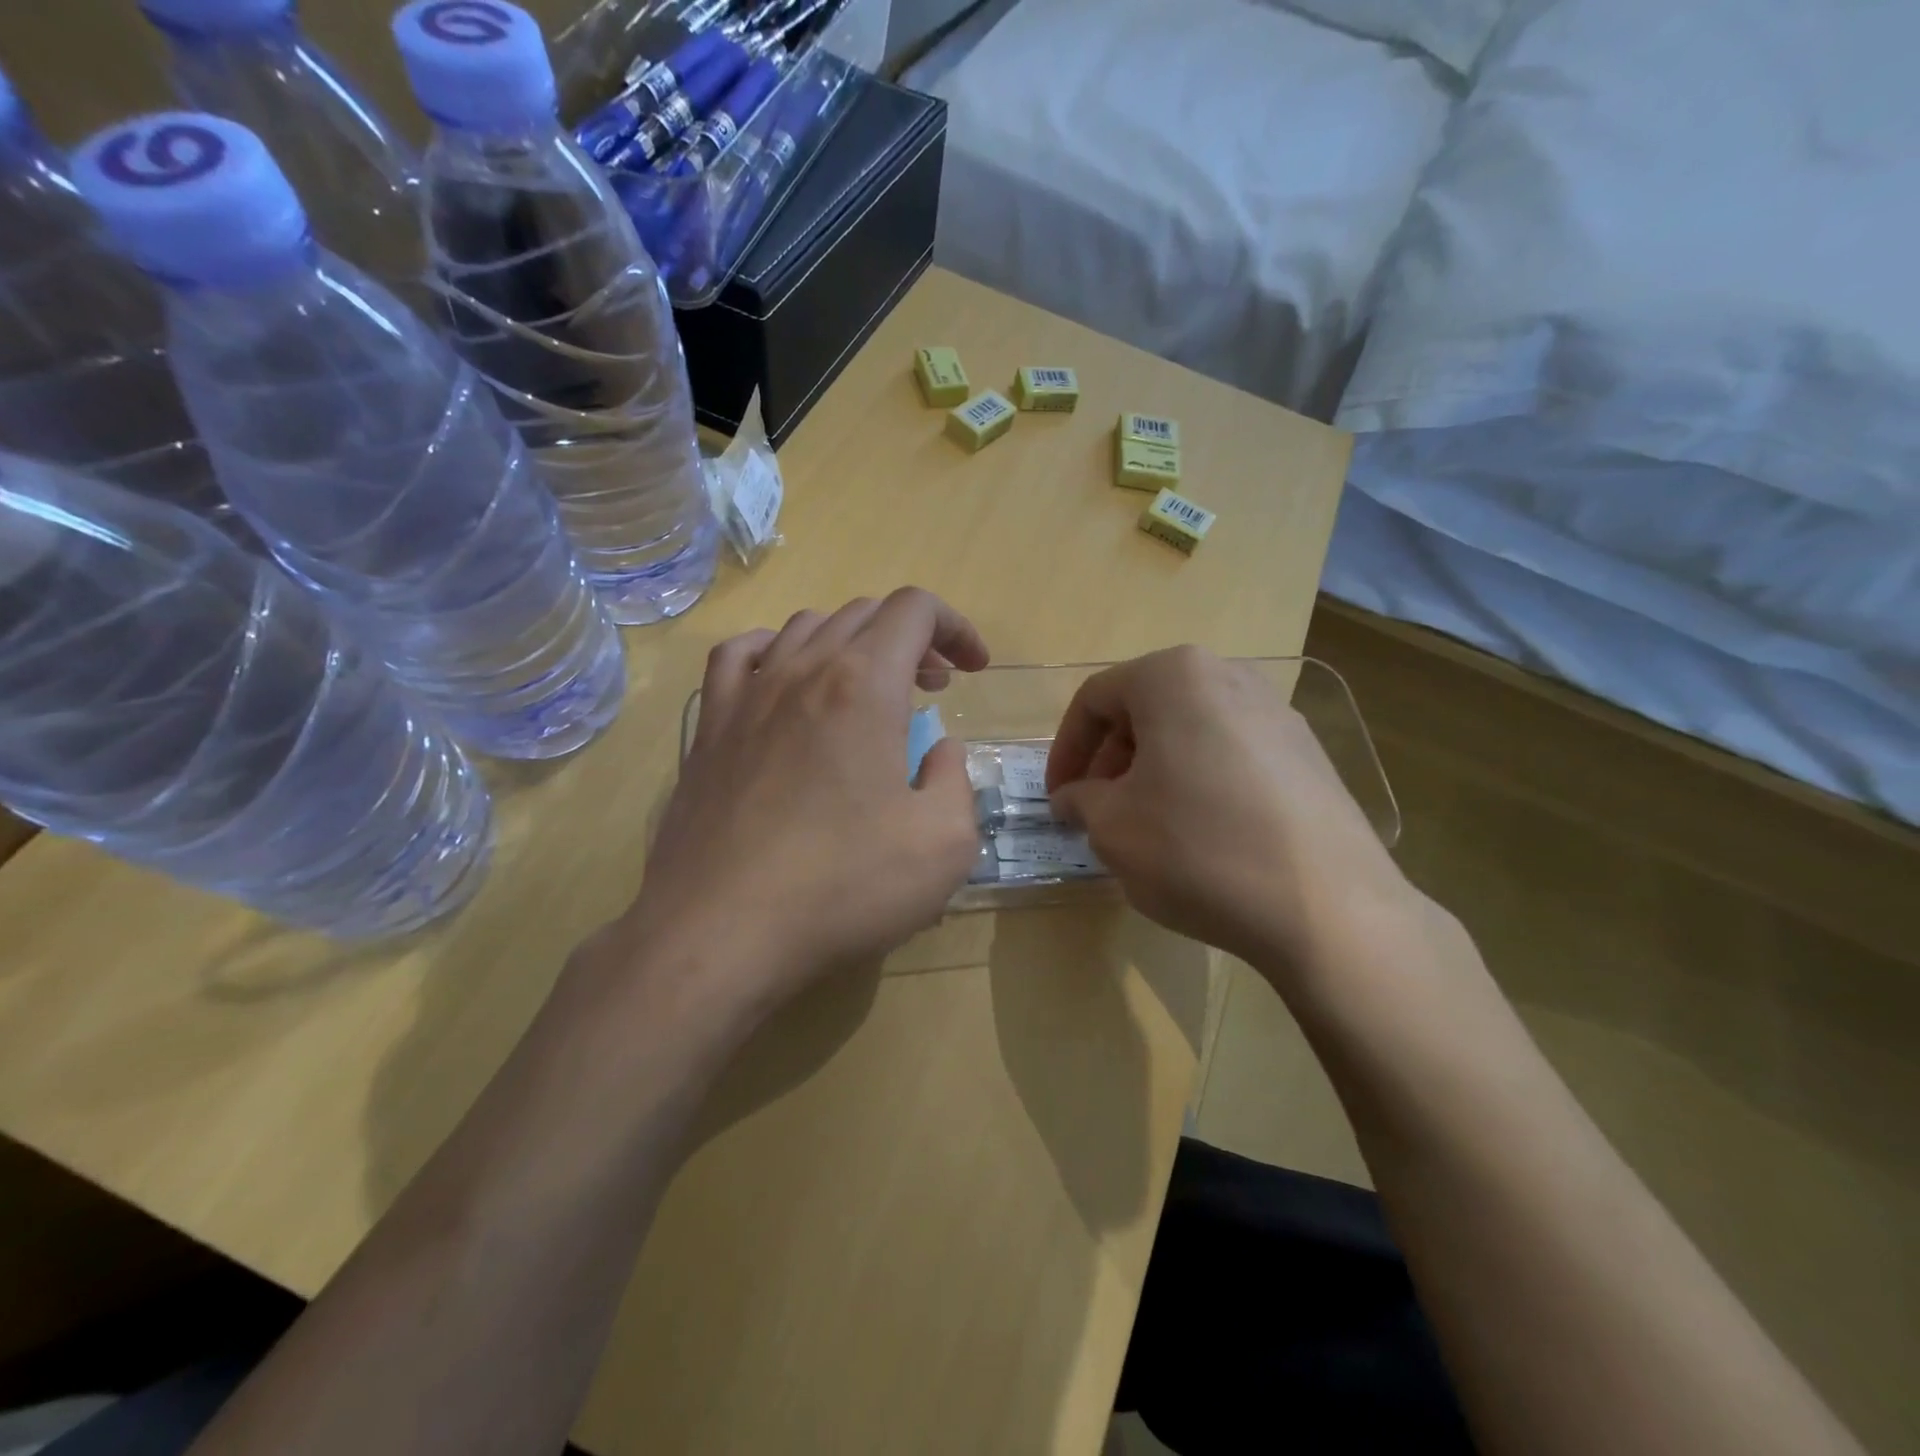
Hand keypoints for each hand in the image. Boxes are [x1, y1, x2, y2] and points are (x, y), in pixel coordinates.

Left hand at [622, 588, 988, 1026]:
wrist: (720, 931)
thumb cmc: (842, 886)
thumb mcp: (945, 844)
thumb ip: (956, 780)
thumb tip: (935, 751)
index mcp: (865, 685)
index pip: (915, 609)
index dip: (955, 627)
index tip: (973, 670)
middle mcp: (802, 670)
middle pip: (864, 614)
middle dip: (912, 640)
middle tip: (932, 689)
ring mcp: (746, 695)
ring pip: (806, 628)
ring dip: (853, 645)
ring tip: (869, 690)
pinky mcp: (708, 728)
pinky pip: (740, 656)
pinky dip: (777, 652)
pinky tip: (787, 683)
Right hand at [1046, 647, 1416, 979]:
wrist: (1328, 908)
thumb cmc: (1198, 848)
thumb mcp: (1112, 827)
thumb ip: (1081, 801)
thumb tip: (1075, 798)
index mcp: (1174, 676)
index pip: (1095, 700)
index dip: (1065, 751)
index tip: (1057, 798)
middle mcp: (1230, 676)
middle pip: (1145, 710)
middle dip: (1111, 761)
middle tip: (1098, 812)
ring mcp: (1278, 714)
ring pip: (1190, 732)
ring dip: (1153, 772)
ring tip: (1146, 826)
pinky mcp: (1309, 756)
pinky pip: (1232, 756)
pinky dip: (1199, 783)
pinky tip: (1202, 836)